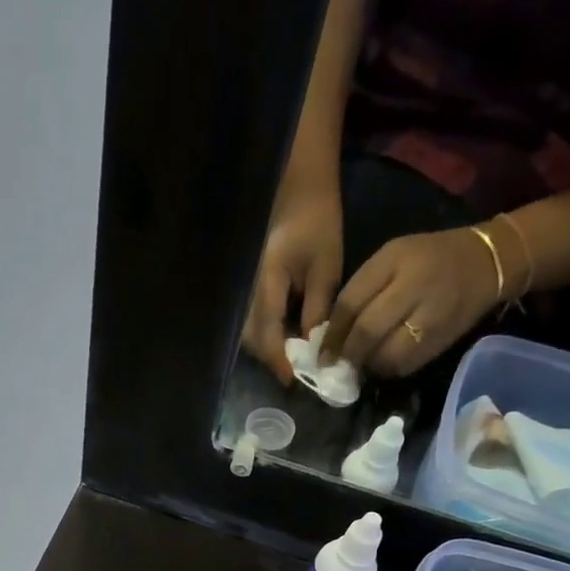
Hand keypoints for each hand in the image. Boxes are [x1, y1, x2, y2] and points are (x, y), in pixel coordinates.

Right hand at [241, 179, 342, 383]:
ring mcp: (243, 290)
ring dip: (267, 349)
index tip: (294, 381)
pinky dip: (265, 335)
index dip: (279, 361)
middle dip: (272, 359)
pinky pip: (250, 322)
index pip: (268, 334)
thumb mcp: (326, 268)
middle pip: (251, 340)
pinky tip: (285, 335)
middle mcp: (248, 291)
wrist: (298, 189)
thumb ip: (317, 311)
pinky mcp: (247, 289)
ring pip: (247, 334)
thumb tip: (313, 349)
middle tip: (297, 370)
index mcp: (267, 284)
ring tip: (293, 355)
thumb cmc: (317, 222)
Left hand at [320, 228, 499, 377]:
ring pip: (385, 354)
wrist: (488, 263)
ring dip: (367, 364)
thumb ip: (361, 290)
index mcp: (396, 260)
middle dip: (346, 353)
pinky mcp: (441, 339)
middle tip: (335, 365)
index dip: (332, 333)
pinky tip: (385, 362)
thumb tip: (331, 333)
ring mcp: (431, 315)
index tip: (320, 352)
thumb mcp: (391, 259)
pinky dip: (388, 368)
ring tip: (361, 363)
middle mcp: (414, 286)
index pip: (352, 302)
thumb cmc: (429, 258)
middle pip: (367, 331)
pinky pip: (405, 365)